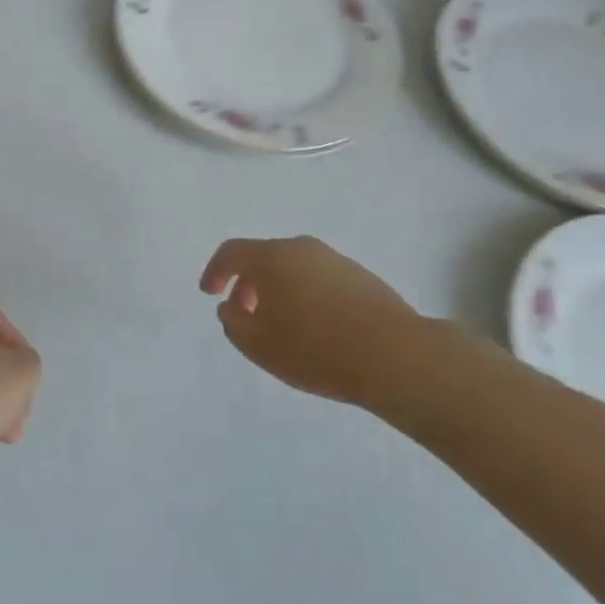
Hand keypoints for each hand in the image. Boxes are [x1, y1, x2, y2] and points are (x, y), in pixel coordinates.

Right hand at [200, 237, 422, 408]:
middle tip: (243, 315)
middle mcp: (302, 248)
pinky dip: (305, 295)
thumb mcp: (259, 345)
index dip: (215, 271)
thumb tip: (231, 307)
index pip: (232, 252)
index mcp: (272, 257)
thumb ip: (233, 323)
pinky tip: (315, 328)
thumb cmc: (316, 349)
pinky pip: (319, 279)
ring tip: (281, 326)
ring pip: (293, 268)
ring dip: (278, 291)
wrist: (395, 355)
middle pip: (263, 257)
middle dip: (247, 284)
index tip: (209, 293)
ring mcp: (335, 260)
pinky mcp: (361, 276)